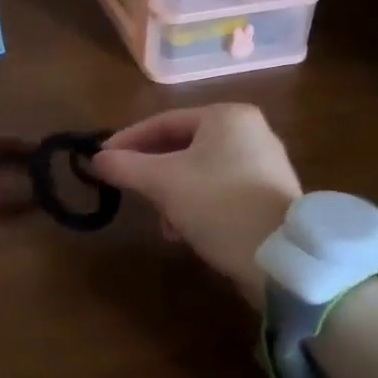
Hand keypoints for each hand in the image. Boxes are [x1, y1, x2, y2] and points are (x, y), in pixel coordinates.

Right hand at [92, 104, 299, 307]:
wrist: (281, 260)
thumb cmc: (219, 206)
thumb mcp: (163, 183)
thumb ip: (125, 166)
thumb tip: (96, 160)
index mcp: (227, 116)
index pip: (163, 122)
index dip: (127, 141)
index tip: (101, 161)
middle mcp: (250, 131)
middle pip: (182, 146)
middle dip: (152, 173)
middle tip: (128, 191)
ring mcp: (264, 164)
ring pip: (199, 171)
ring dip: (172, 194)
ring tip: (162, 223)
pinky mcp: (269, 194)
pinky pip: (219, 189)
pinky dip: (196, 204)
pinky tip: (185, 231)